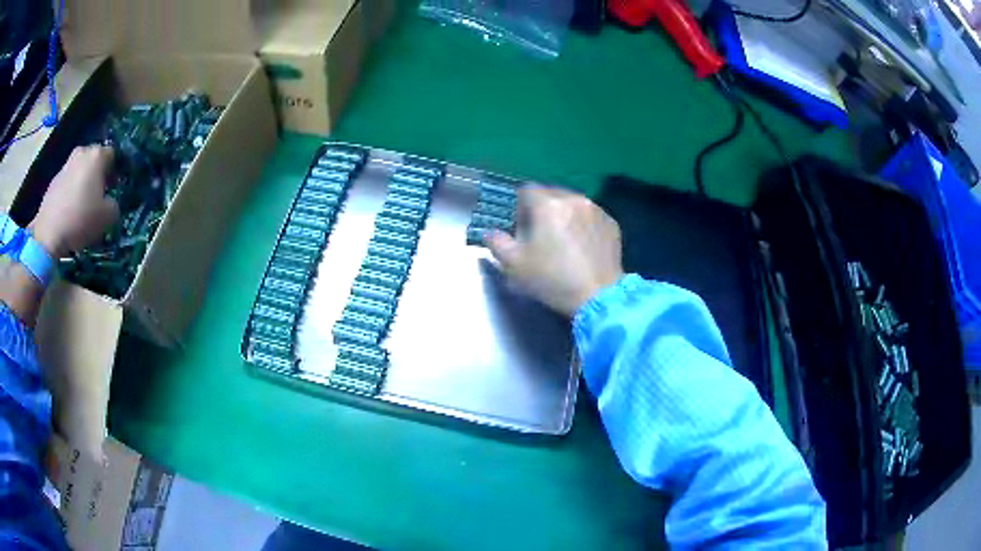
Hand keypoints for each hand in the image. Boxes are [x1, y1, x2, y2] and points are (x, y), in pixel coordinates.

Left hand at [29, 146, 118, 257]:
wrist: (49, 234)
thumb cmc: (80, 219)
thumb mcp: (108, 217)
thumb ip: (114, 204)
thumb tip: (110, 202)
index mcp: (97, 155)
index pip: (113, 155)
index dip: (115, 171)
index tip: (114, 188)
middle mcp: (82, 153)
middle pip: (94, 159)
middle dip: (97, 173)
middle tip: (99, 195)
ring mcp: (65, 165)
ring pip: (80, 170)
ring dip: (83, 182)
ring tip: (83, 204)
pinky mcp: (53, 181)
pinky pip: (67, 182)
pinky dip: (71, 192)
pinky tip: (70, 211)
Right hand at [485, 185, 623, 316]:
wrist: (599, 297)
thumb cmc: (553, 280)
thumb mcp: (515, 265)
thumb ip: (497, 244)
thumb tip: (490, 233)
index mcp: (548, 205)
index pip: (526, 190)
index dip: (518, 205)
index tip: (518, 224)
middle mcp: (574, 200)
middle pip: (550, 194)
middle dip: (541, 209)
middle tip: (539, 234)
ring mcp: (596, 210)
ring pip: (572, 203)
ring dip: (563, 214)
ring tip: (562, 240)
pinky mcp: (611, 224)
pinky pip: (590, 215)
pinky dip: (582, 224)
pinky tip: (582, 246)